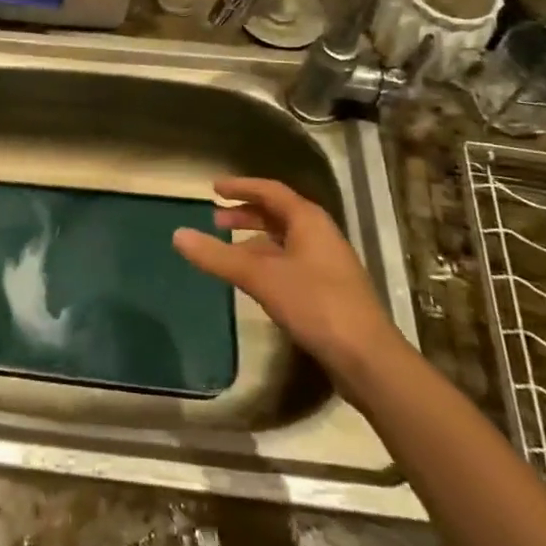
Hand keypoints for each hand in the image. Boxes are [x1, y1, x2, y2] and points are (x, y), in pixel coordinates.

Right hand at [172, 177, 407, 383]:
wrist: (368, 359)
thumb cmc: (315, 304)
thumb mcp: (260, 277)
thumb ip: (218, 256)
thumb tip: (177, 235)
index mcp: (308, 220)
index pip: (270, 191)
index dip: (241, 187)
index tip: (214, 188)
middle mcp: (320, 235)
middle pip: (278, 214)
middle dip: (246, 214)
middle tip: (215, 220)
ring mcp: (327, 264)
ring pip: (284, 241)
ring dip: (255, 241)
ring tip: (228, 251)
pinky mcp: (329, 291)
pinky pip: (290, 263)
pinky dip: (267, 262)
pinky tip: (254, 281)